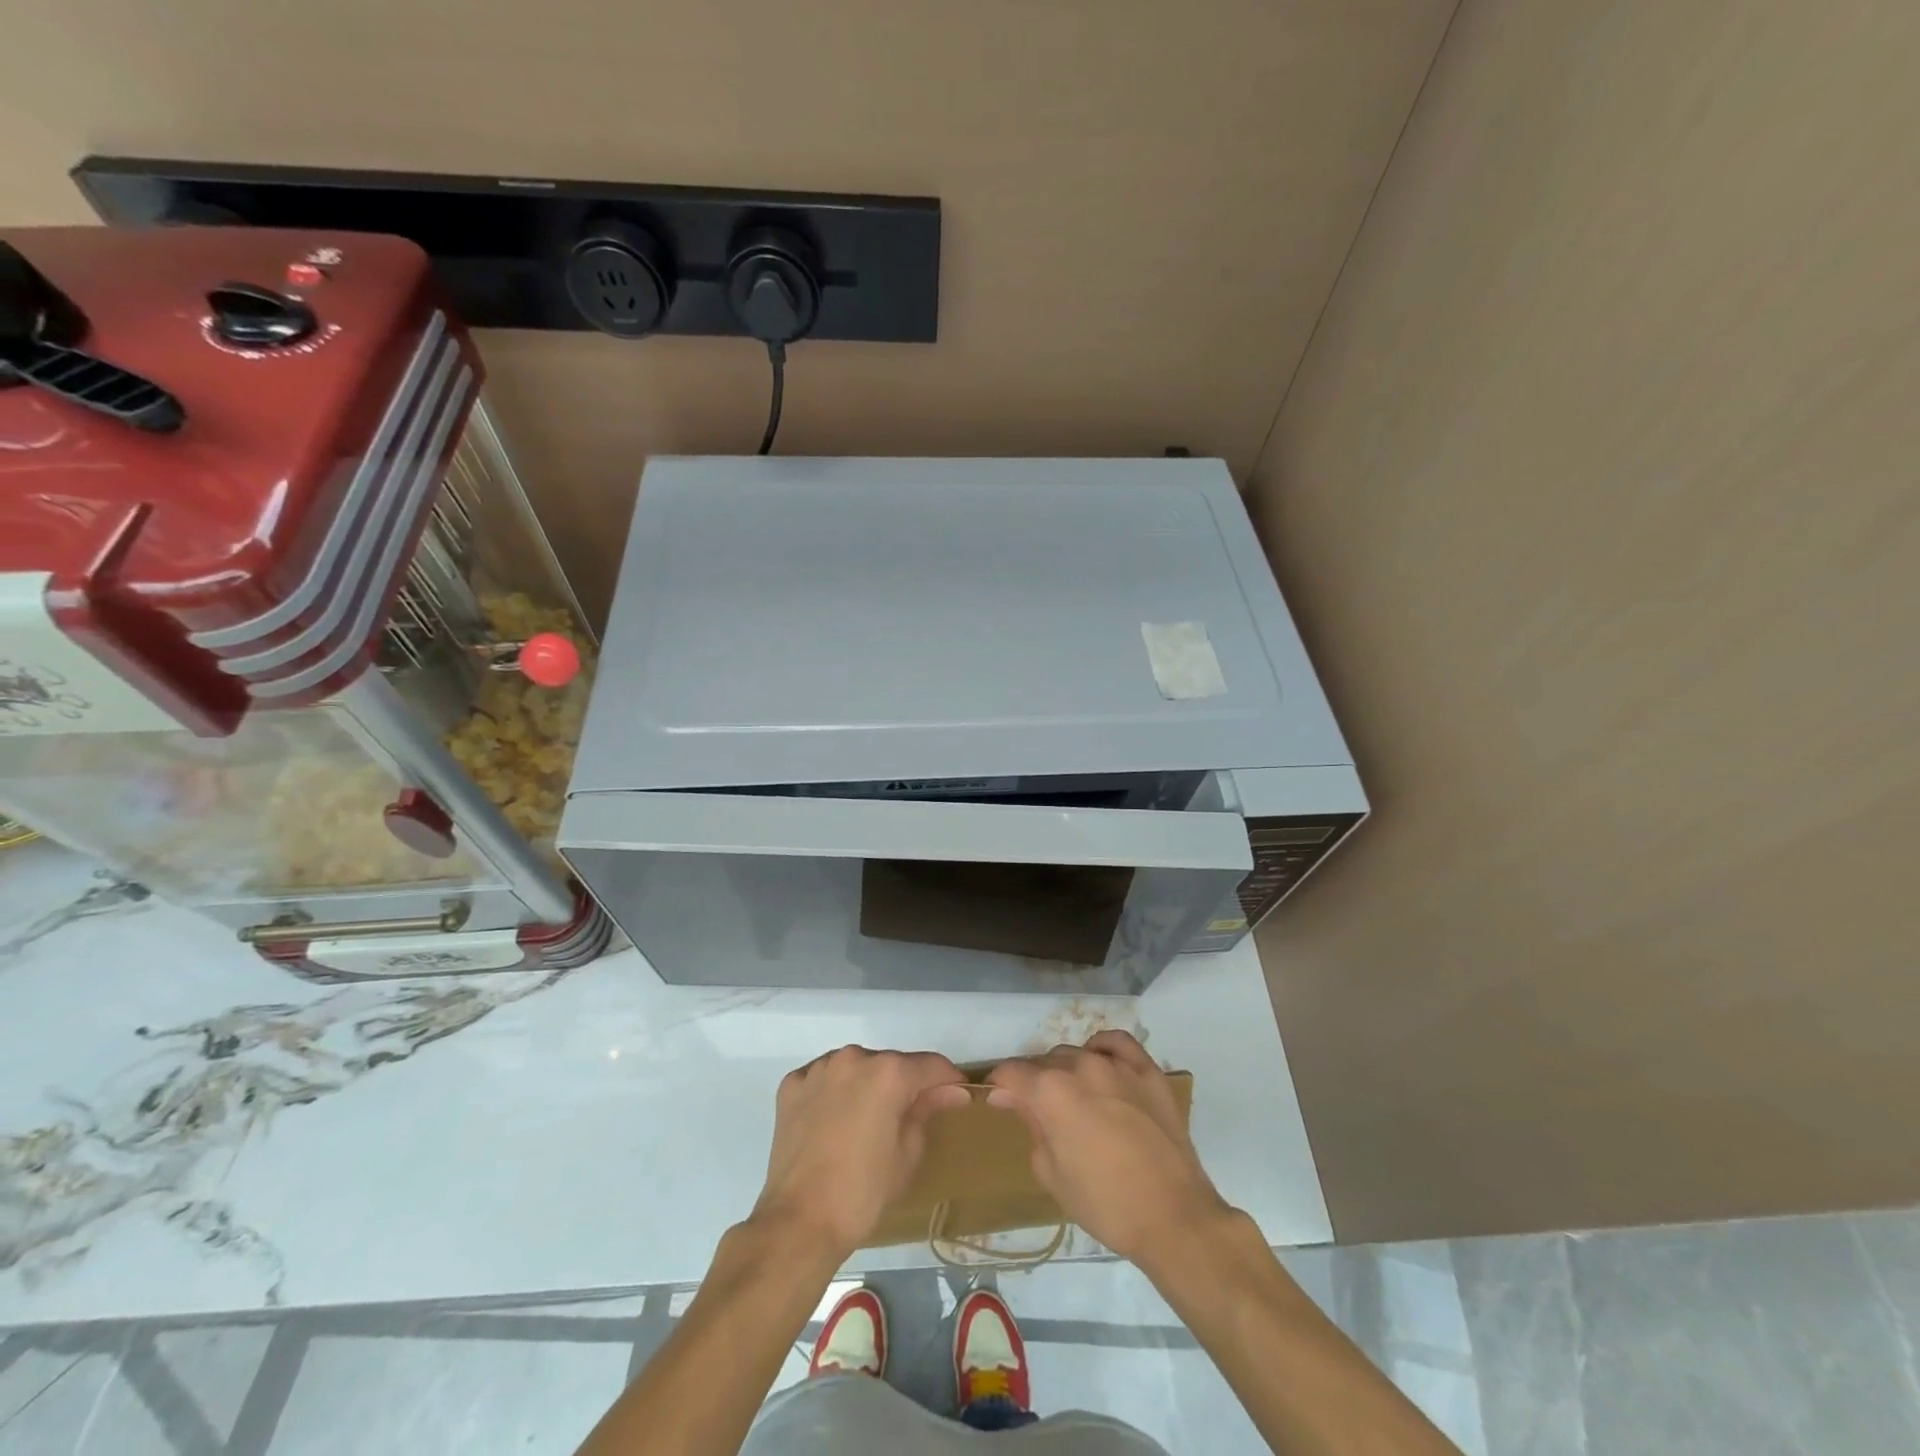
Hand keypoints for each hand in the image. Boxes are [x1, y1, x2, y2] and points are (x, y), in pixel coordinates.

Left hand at [753, 1045, 972, 1261]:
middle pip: (891, 1064)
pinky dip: (834, 1094)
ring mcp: (819, 1069)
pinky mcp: (792, 1085)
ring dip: (867, 1086)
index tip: (956, 1098)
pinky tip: (833, 1123)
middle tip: (907, 1119)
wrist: (799, 1222)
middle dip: (904, 1085)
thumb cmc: (864, 1192)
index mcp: (889, 1072)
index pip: (931, 1066)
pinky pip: (824, 1080)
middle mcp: (854, 1058)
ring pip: (856, 1068)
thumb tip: (949, 1091)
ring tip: (865, 1123)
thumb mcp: (908, 1153)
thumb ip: (927, 1110)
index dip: (948, 1082)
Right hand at [987, 1030, 1229, 1266]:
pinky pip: (1118, 1043)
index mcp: (1051, 1091)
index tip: (1000, 1102)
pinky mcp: (1148, 1071)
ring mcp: (1117, 1065)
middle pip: (1045, 1062)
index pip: (1012, 1073)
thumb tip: (1015, 1099)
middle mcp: (1081, 1066)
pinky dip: (1103, 1048)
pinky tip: (1101, 1064)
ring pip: (1078, 1053)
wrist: (1174, 1216)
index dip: (1001, 1086)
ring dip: (1068, 1070)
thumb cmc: (1105, 1204)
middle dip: (1035, 1082)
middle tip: (1040, 1112)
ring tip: (1075, 1098)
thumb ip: (1031, 1126)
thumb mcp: (1051, 1173)